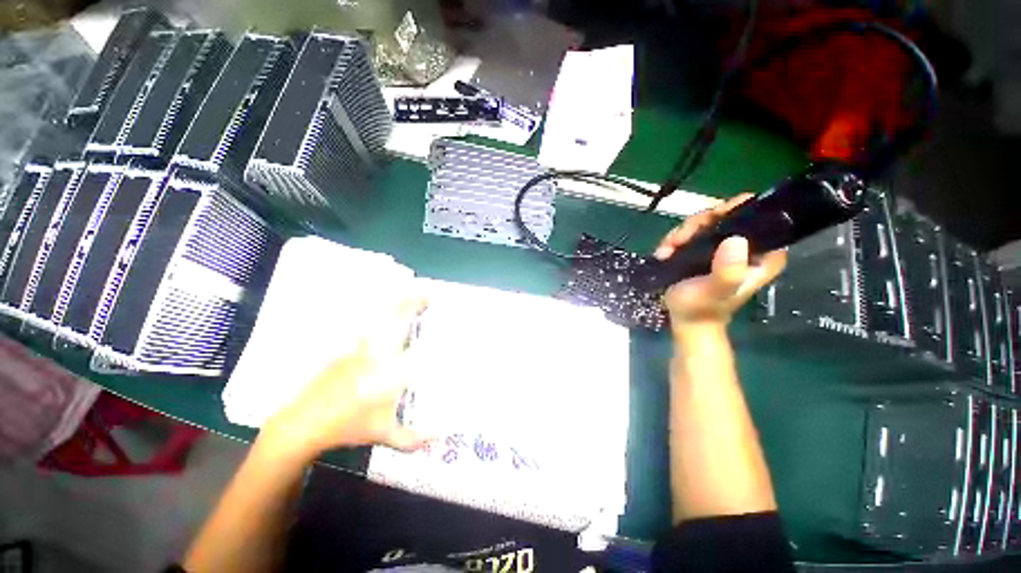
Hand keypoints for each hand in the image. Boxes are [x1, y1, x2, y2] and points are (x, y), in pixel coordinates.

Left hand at [262, 297, 430, 457]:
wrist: (303, 423)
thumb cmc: (347, 427)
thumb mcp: (382, 434)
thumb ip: (413, 438)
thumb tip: (439, 437)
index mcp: (389, 371)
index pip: (416, 341)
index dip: (432, 334)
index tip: (444, 322)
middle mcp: (377, 352)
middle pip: (396, 319)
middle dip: (413, 302)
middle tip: (428, 293)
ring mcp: (360, 347)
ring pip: (381, 317)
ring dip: (398, 303)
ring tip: (412, 294)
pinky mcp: (347, 348)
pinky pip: (370, 323)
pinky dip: (382, 313)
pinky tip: (387, 310)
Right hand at [653, 194, 786, 328]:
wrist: (684, 319)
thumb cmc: (702, 308)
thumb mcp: (716, 291)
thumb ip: (728, 271)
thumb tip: (734, 239)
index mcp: (764, 254)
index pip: (758, 216)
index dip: (733, 210)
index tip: (709, 220)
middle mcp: (748, 245)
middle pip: (725, 214)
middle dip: (697, 225)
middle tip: (678, 240)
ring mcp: (724, 246)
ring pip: (704, 222)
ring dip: (681, 234)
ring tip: (667, 250)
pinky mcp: (705, 249)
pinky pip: (691, 232)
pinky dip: (675, 240)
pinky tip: (664, 253)